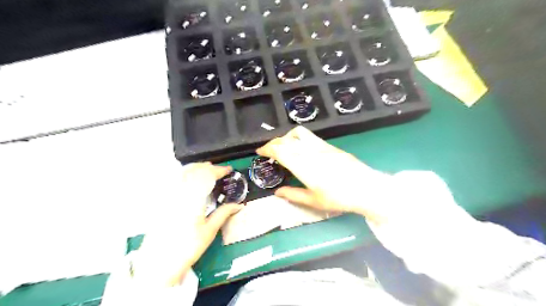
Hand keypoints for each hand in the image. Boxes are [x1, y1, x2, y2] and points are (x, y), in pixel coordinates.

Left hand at [133, 163, 241, 286]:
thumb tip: (239, 205)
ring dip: (195, 167)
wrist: (159, 263)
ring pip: (181, 173)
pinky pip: (173, 180)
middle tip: (218, 169)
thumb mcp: (209, 231)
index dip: (219, 170)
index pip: (207, 177)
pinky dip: (184, 174)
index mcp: (193, 200)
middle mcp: (179, 194)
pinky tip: (189, 179)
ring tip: (206, 169)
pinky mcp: (161, 201)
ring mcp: (168, 196)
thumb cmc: (187, 248)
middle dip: (207, 167)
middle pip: (193, 171)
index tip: (228, 169)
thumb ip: (223, 214)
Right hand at [256, 126, 382, 222]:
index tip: (259, 152)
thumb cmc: (338, 198)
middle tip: (268, 151)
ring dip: (287, 137)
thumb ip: (293, 195)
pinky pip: (310, 137)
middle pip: (286, 140)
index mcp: (302, 164)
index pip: (279, 150)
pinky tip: (302, 150)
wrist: (366, 188)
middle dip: (274, 142)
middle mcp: (309, 151)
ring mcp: (321, 146)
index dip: (266, 148)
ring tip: (284, 147)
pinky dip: (299, 139)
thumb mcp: (313, 201)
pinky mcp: (330, 146)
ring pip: (298, 134)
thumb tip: (277, 192)